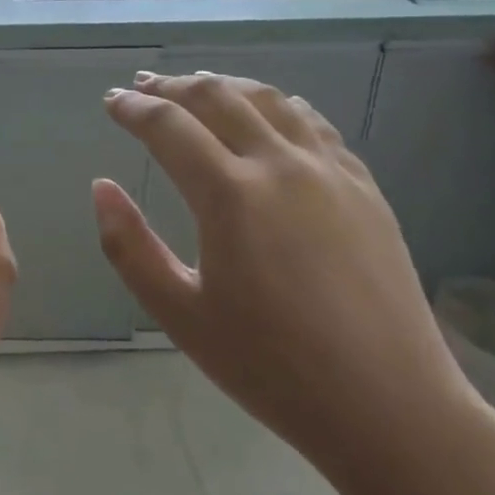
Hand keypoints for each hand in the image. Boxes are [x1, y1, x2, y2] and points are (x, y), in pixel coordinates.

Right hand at [94, 72, 473, 472]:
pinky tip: (268, 114)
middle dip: (172, 86)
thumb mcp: (181, 316)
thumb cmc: (273, 368)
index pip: (168, 125)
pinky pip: (313, 122)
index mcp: (231, 195)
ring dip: (224, 85)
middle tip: (143, 87)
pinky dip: (276, 105)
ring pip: (268, 98)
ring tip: (197, 87)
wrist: (392, 409)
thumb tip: (101, 187)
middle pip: (216, 96)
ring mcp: (329, 170)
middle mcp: (280, 164)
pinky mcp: (364, 185)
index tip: (111, 102)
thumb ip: (129, 247)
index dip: (133, 108)